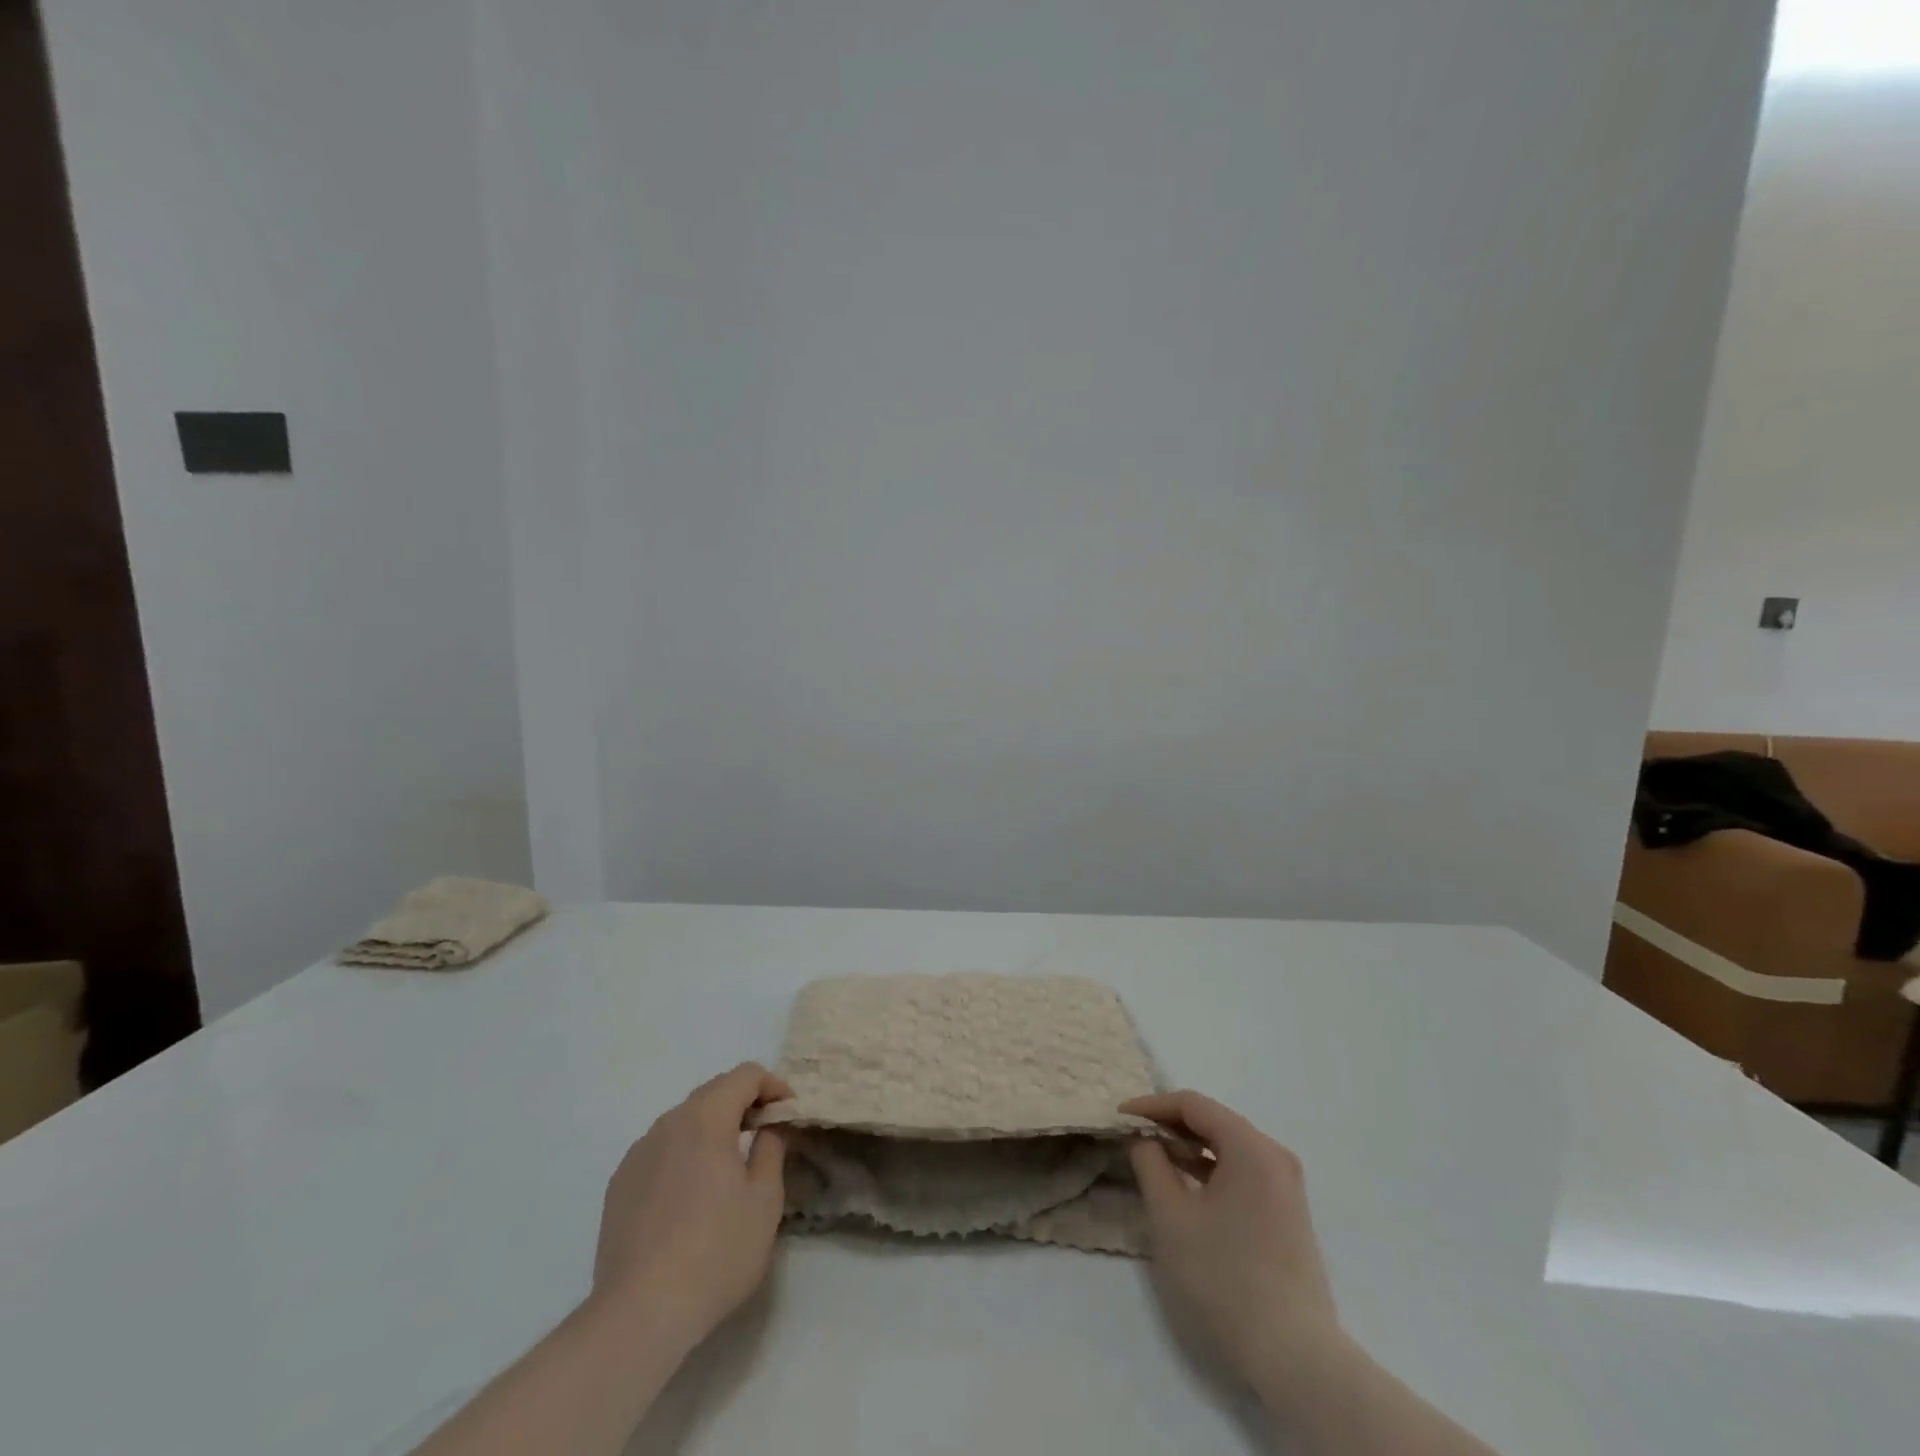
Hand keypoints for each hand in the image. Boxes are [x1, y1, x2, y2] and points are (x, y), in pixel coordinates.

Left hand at [591, 1063, 792, 1351]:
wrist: (639, 1315)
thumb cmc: (716, 1252)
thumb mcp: (765, 1200)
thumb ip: (771, 1148)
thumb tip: (767, 1127)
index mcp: (706, 1120)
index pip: (744, 1075)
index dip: (773, 1084)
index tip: (788, 1111)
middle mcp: (668, 1124)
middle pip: (712, 1092)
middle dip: (743, 1102)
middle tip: (765, 1131)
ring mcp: (638, 1154)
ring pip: (683, 1121)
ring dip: (712, 1127)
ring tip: (729, 1163)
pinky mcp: (619, 1185)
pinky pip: (660, 1150)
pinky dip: (684, 1153)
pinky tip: (691, 1194)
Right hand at [1122, 1091, 1345, 1411]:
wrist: (1294, 1357)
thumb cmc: (1225, 1277)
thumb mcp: (1171, 1216)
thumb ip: (1150, 1163)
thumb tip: (1143, 1138)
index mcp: (1250, 1146)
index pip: (1193, 1104)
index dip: (1152, 1106)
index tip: (1120, 1118)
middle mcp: (1274, 1156)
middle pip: (1213, 1121)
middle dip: (1170, 1125)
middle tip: (1133, 1136)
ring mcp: (1286, 1186)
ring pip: (1228, 1147)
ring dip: (1189, 1148)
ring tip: (1153, 1158)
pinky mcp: (1287, 1213)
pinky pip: (1242, 1171)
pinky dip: (1211, 1169)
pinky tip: (1186, 1186)